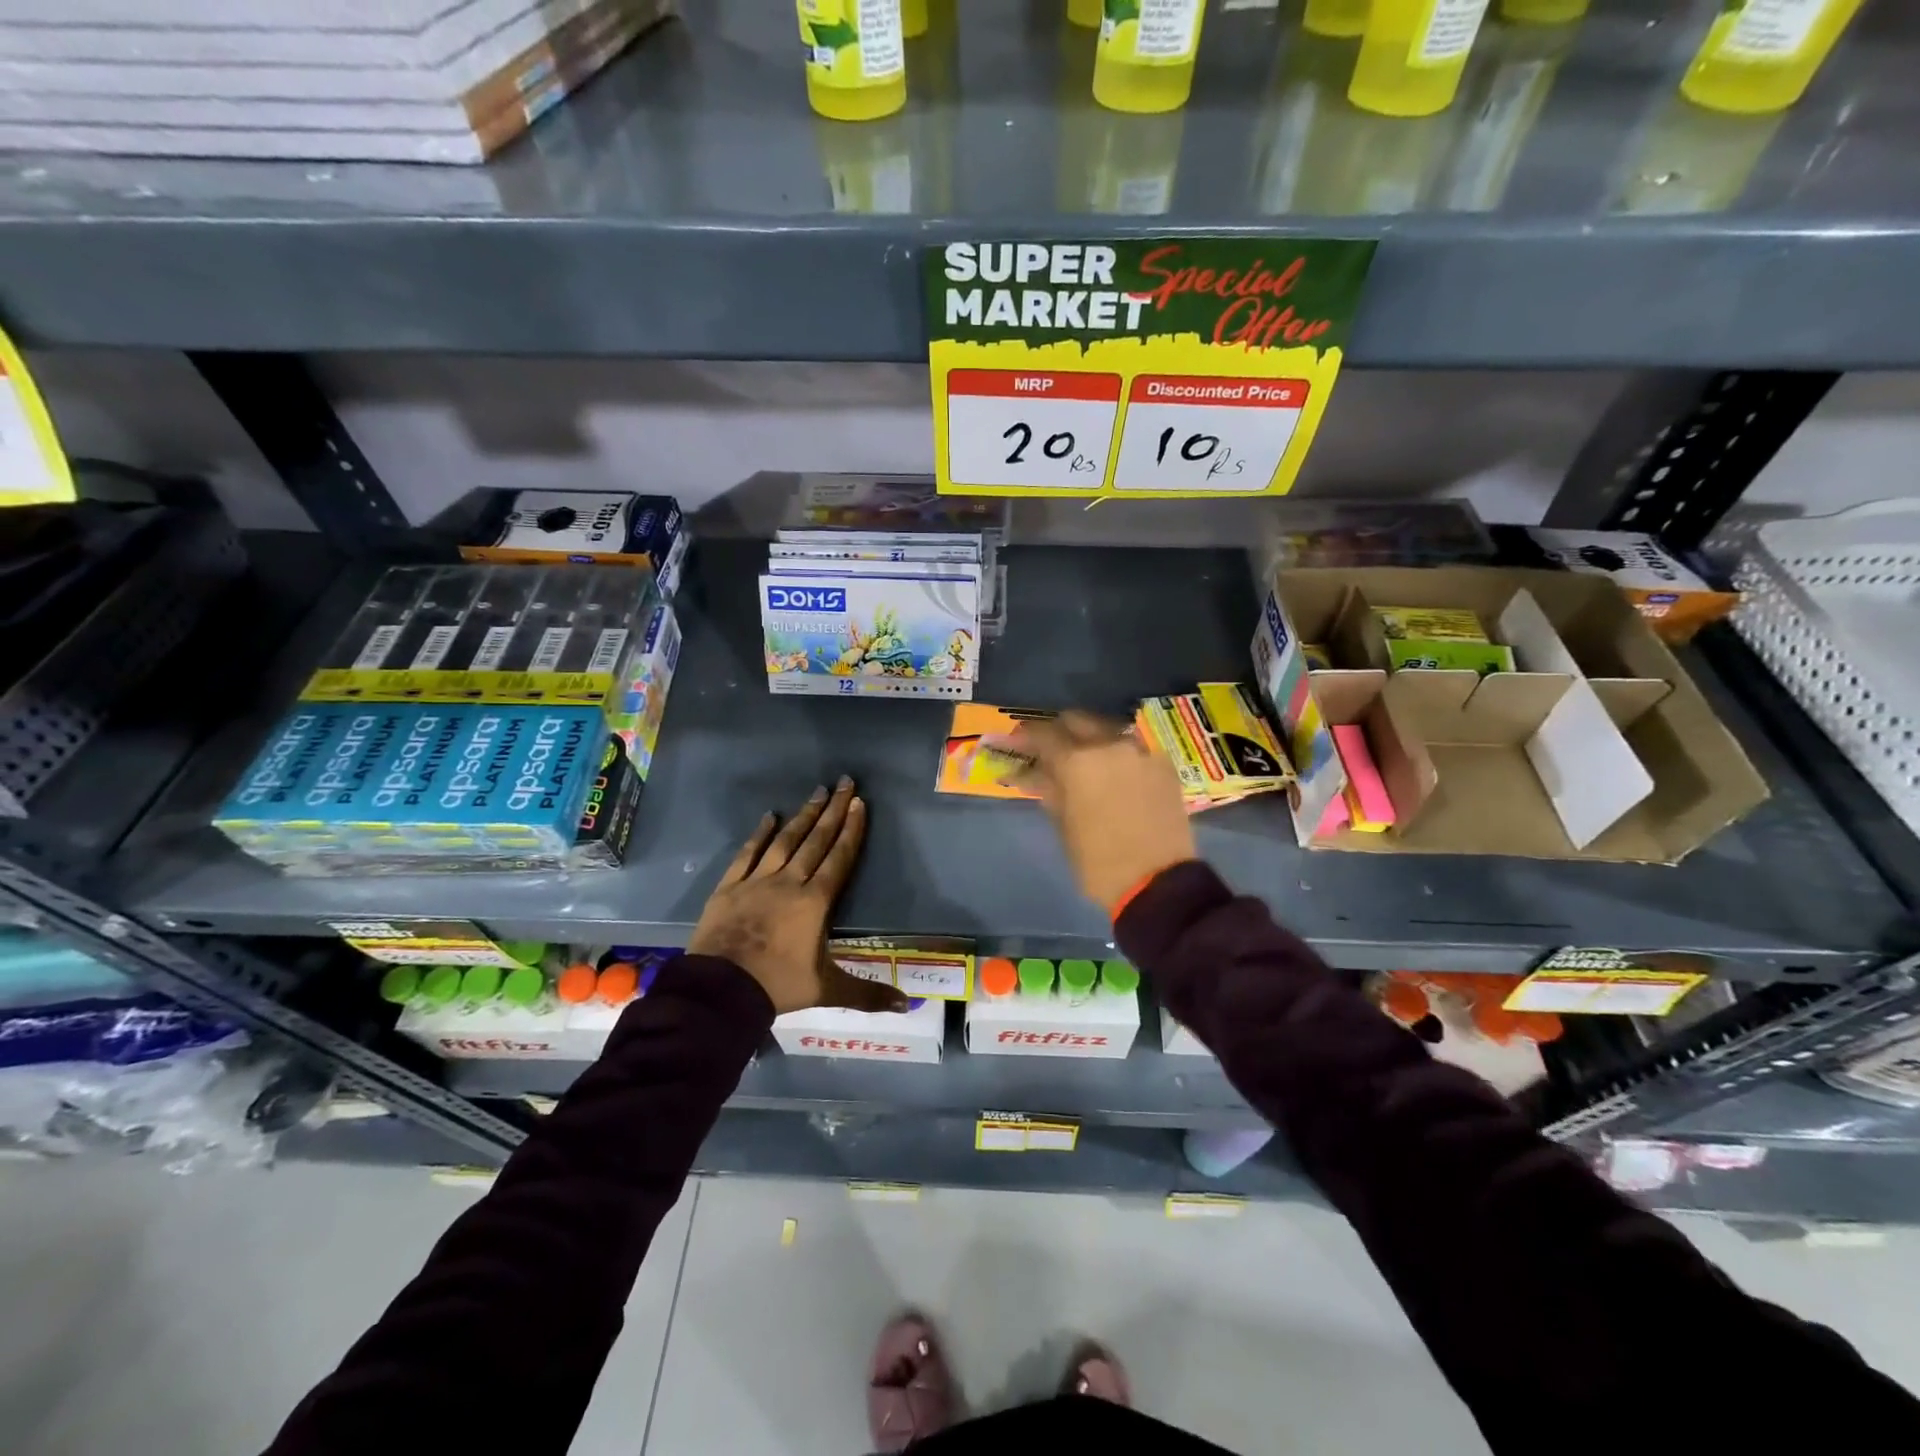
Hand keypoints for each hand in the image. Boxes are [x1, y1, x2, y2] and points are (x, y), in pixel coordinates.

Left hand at [688, 777, 907, 1016]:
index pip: (839, 858)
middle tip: (844, 782)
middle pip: (816, 840)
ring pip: (785, 841)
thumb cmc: (778, 986)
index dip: (851, 830)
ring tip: (816, 792)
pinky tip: (769, 817)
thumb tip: (906, 1006)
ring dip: (803, 816)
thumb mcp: (827, 989)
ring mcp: (757, 881)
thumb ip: (867, 994)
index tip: (859, 803)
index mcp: (815, 902)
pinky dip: (759, 834)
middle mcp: (789, 882)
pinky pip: (748, 853)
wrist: (720, 990)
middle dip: (833, 810)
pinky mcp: (729, 887)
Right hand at [1004, 710, 1196, 912]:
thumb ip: (1049, 791)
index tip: (1016, 741)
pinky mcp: (1163, 765)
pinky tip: (1112, 773)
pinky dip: (1117, 755)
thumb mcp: (1065, 827)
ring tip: (1081, 761)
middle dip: (1059, 731)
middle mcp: (1110, 744)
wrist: (1159, 882)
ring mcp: (1141, 751)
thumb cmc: (1099, 861)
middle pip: (1077, 721)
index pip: (1043, 734)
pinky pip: (1132, 748)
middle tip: (1049, 749)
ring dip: (1090, 740)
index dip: (1026, 735)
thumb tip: (1032, 774)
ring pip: (1107, 730)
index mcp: (1077, 761)